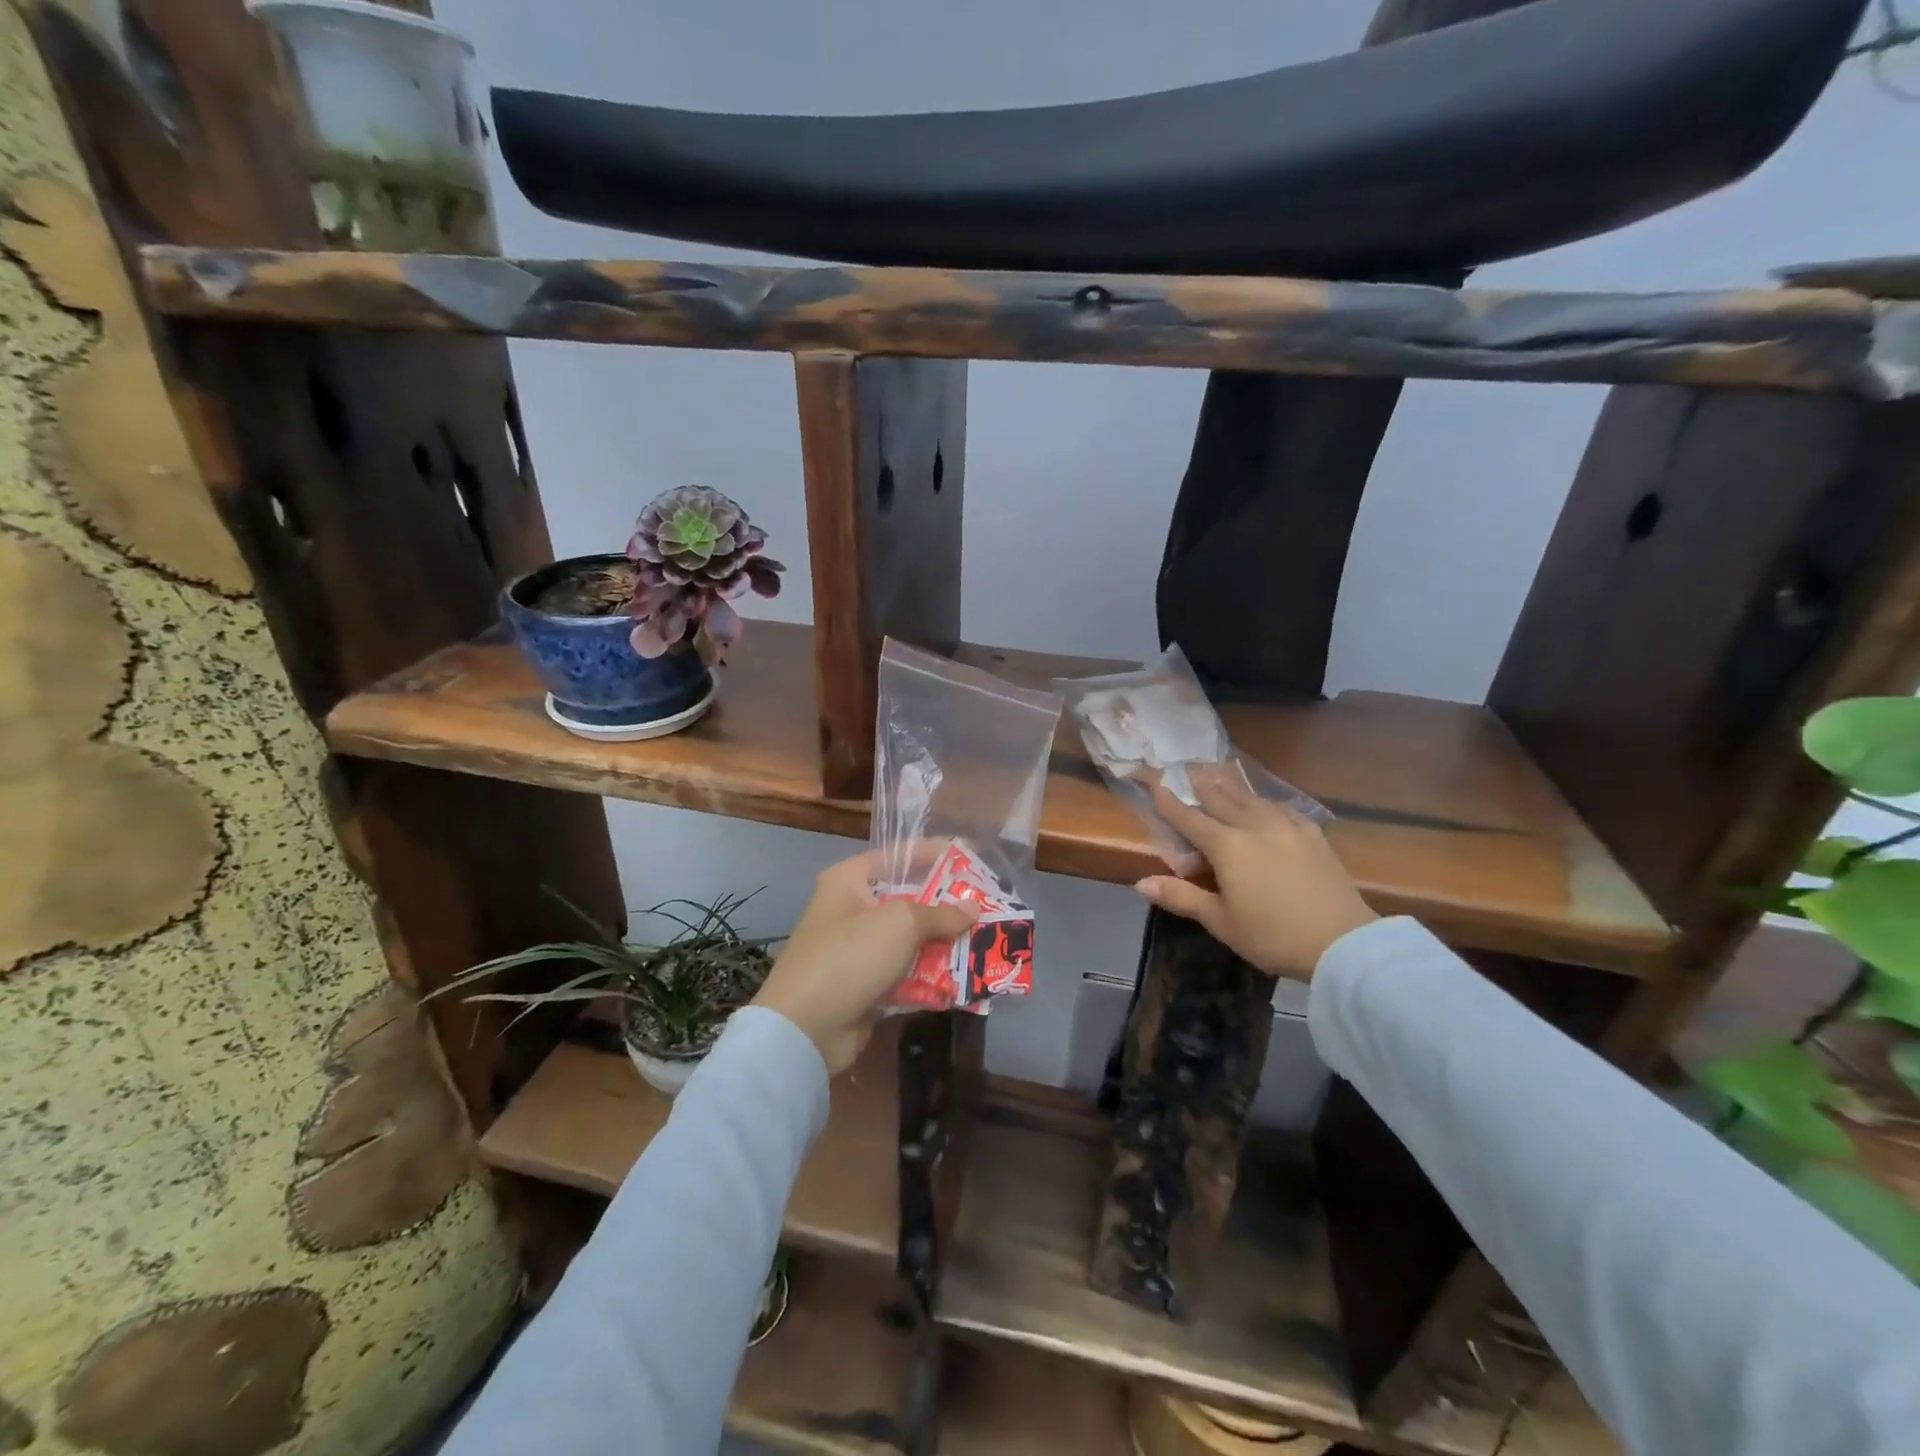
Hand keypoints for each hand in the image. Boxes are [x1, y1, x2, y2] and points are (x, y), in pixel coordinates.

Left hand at [753, 852, 979, 1074]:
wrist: (805, 1029)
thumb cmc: (850, 956)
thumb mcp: (900, 924)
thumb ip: (940, 914)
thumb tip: (973, 908)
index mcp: (850, 880)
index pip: (899, 855)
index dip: (936, 853)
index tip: (972, 854)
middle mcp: (852, 909)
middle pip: (909, 898)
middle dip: (947, 904)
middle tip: (988, 904)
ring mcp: (858, 949)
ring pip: (911, 939)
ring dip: (944, 943)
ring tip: (986, 940)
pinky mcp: (866, 985)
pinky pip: (907, 972)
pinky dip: (932, 974)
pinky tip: (965, 976)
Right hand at [1135, 768, 1374, 980]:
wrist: (1342, 942)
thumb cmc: (1272, 935)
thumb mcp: (1221, 921)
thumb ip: (1182, 897)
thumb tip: (1141, 882)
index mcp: (1227, 846)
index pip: (1189, 818)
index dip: (1169, 802)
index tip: (1155, 783)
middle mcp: (1254, 827)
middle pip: (1221, 799)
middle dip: (1202, 784)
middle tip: (1188, 767)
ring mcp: (1287, 828)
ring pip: (1252, 799)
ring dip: (1232, 786)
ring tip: (1220, 773)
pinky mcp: (1313, 836)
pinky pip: (1283, 809)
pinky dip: (1266, 802)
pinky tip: (1266, 803)